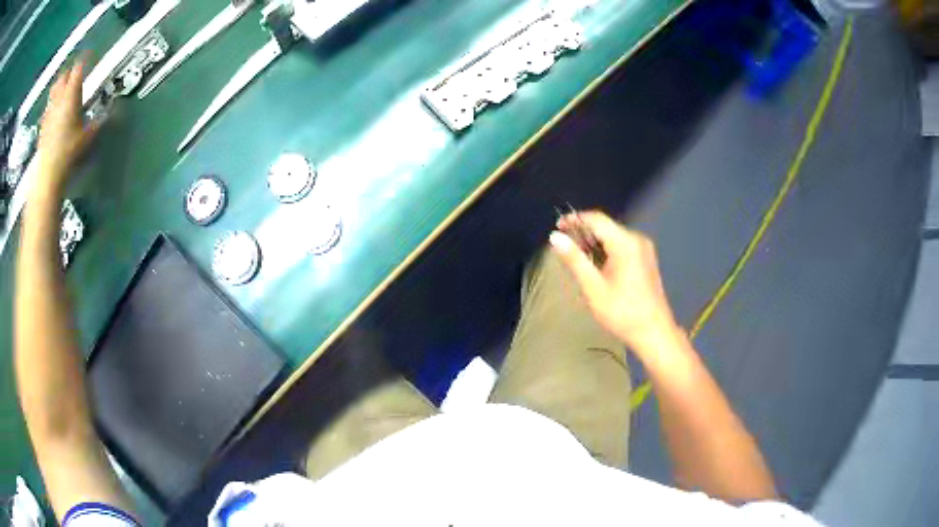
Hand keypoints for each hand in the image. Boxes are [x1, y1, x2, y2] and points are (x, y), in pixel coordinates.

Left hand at [36, 59, 99, 192]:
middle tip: (75, 75)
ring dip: (59, 86)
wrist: (48, 173)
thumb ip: (98, 121)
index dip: (86, 59)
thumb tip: (111, 112)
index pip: (79, 66)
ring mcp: (49, 111)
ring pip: (54, 89)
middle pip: (64, 75)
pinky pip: (48, 107)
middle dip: (69, 72)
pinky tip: (54, 112)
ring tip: (63, 90)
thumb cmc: (69, 151)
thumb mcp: (88, 136)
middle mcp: (59, 97)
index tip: (91, 57)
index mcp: (72, 93)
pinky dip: (52, 104)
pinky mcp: (43, 125)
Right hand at [550, 211, 680, 353]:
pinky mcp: (646, 259)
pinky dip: (606, 251)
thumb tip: (554, 237)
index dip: (575, 219)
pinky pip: (622, 246)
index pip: (596, 219)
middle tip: (565, 249)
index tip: (557, 227)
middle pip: (605, 226)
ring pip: (613, 237)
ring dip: (594, 244)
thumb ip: (575, 260)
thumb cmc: (622, 312)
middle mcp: (637, 239)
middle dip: (584, 234)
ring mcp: (644, 249)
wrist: (654, 332)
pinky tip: (597, 267)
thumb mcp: (594, 288)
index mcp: (625, 243)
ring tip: (578, 261)